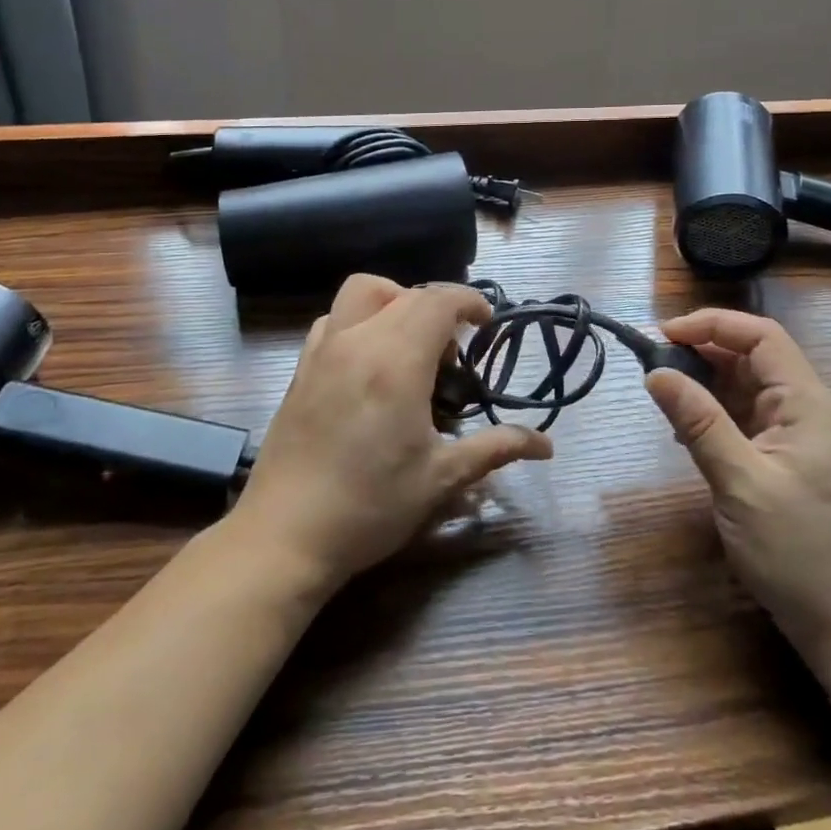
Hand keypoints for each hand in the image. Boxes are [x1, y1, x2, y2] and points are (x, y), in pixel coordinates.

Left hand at [236, 275, 553, 590]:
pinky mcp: (300, 368)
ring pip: (362, 293)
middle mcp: (358, 341)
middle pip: (405, 293)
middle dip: (437, 308)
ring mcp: (323, 351)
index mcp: (396, 361)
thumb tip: (546, 446)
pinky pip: (335, 318)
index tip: (485, 325)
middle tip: (452, 355)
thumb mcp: (440, 479)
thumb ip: (495, 449)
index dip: (468, 301)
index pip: (438, 300)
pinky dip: (360, 321)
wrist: (284, 536)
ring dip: (395, 302)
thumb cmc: (370, 507)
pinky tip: (369, 365)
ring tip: (409, 348)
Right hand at [644, 309, 830, 675]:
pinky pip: (749, 419)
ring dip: (706, 383)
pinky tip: (687, 429)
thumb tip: (655, 372)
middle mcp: (808, 410)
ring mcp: (801, 437)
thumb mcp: (740, 483)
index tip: (662, 335)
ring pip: (748, 388)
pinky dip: (716, 413)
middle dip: (703, 351)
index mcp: (807, 404)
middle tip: (652, 365)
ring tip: (663, 394)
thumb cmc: (800, 553)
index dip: (711, 325)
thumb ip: (698, 422)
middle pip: (753, 357)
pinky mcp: (791, 462)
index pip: (760, 336)